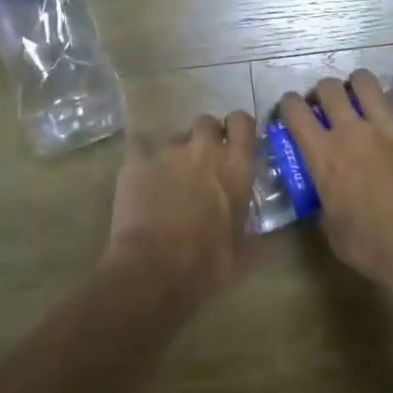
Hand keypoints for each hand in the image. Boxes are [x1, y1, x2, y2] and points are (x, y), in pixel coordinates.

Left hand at [106, 111, 259, 301]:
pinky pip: (139, 145)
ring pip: (175, 136)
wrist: (156, 270)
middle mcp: (205, 148)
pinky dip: (142, 156)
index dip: (238, 129)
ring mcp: (168, 152)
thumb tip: (256, 226)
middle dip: (206, 137)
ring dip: (177, 152)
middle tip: (203, 162)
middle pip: (207, 122)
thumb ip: (249, 224)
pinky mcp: (137, 162)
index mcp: (236, 164)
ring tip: (170, 177)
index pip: (242, 122)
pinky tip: (140, 172)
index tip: (235, 143)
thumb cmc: (208, 262)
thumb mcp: (244, 248)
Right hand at [276, 62, 392, 315]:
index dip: (288, 105)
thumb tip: (322, 195)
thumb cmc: (373, 247)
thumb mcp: (333, 232)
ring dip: (359, 82)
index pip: (296, 114)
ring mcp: (388, 127)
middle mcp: (352, 132)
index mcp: (324, 156)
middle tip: (326, 101)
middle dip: (324, 90)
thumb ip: (323, 204)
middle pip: (330, 90)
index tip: (290, 108)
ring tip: (360, 87)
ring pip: (366, 84)